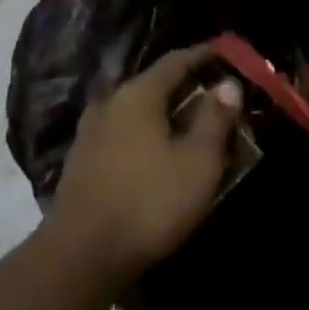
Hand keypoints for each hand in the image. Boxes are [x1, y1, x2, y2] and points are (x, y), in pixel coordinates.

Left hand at [42, 44, 241, 289]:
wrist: (80, 255)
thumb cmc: (148, 203)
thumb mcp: (197, 164)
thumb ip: (215, 120)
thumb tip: (228, 84)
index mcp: (138, 94)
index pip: (175, 61)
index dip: (202, 56)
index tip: (225, 54)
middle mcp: (110, 102)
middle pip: (152, 84)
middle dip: (183, 86)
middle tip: (212, 94)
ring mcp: (90, 131)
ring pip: (134, 109)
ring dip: (160, 112)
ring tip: (184, 122)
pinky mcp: (81, 161)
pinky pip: (120, 132)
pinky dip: (142, 133)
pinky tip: (152, 151)